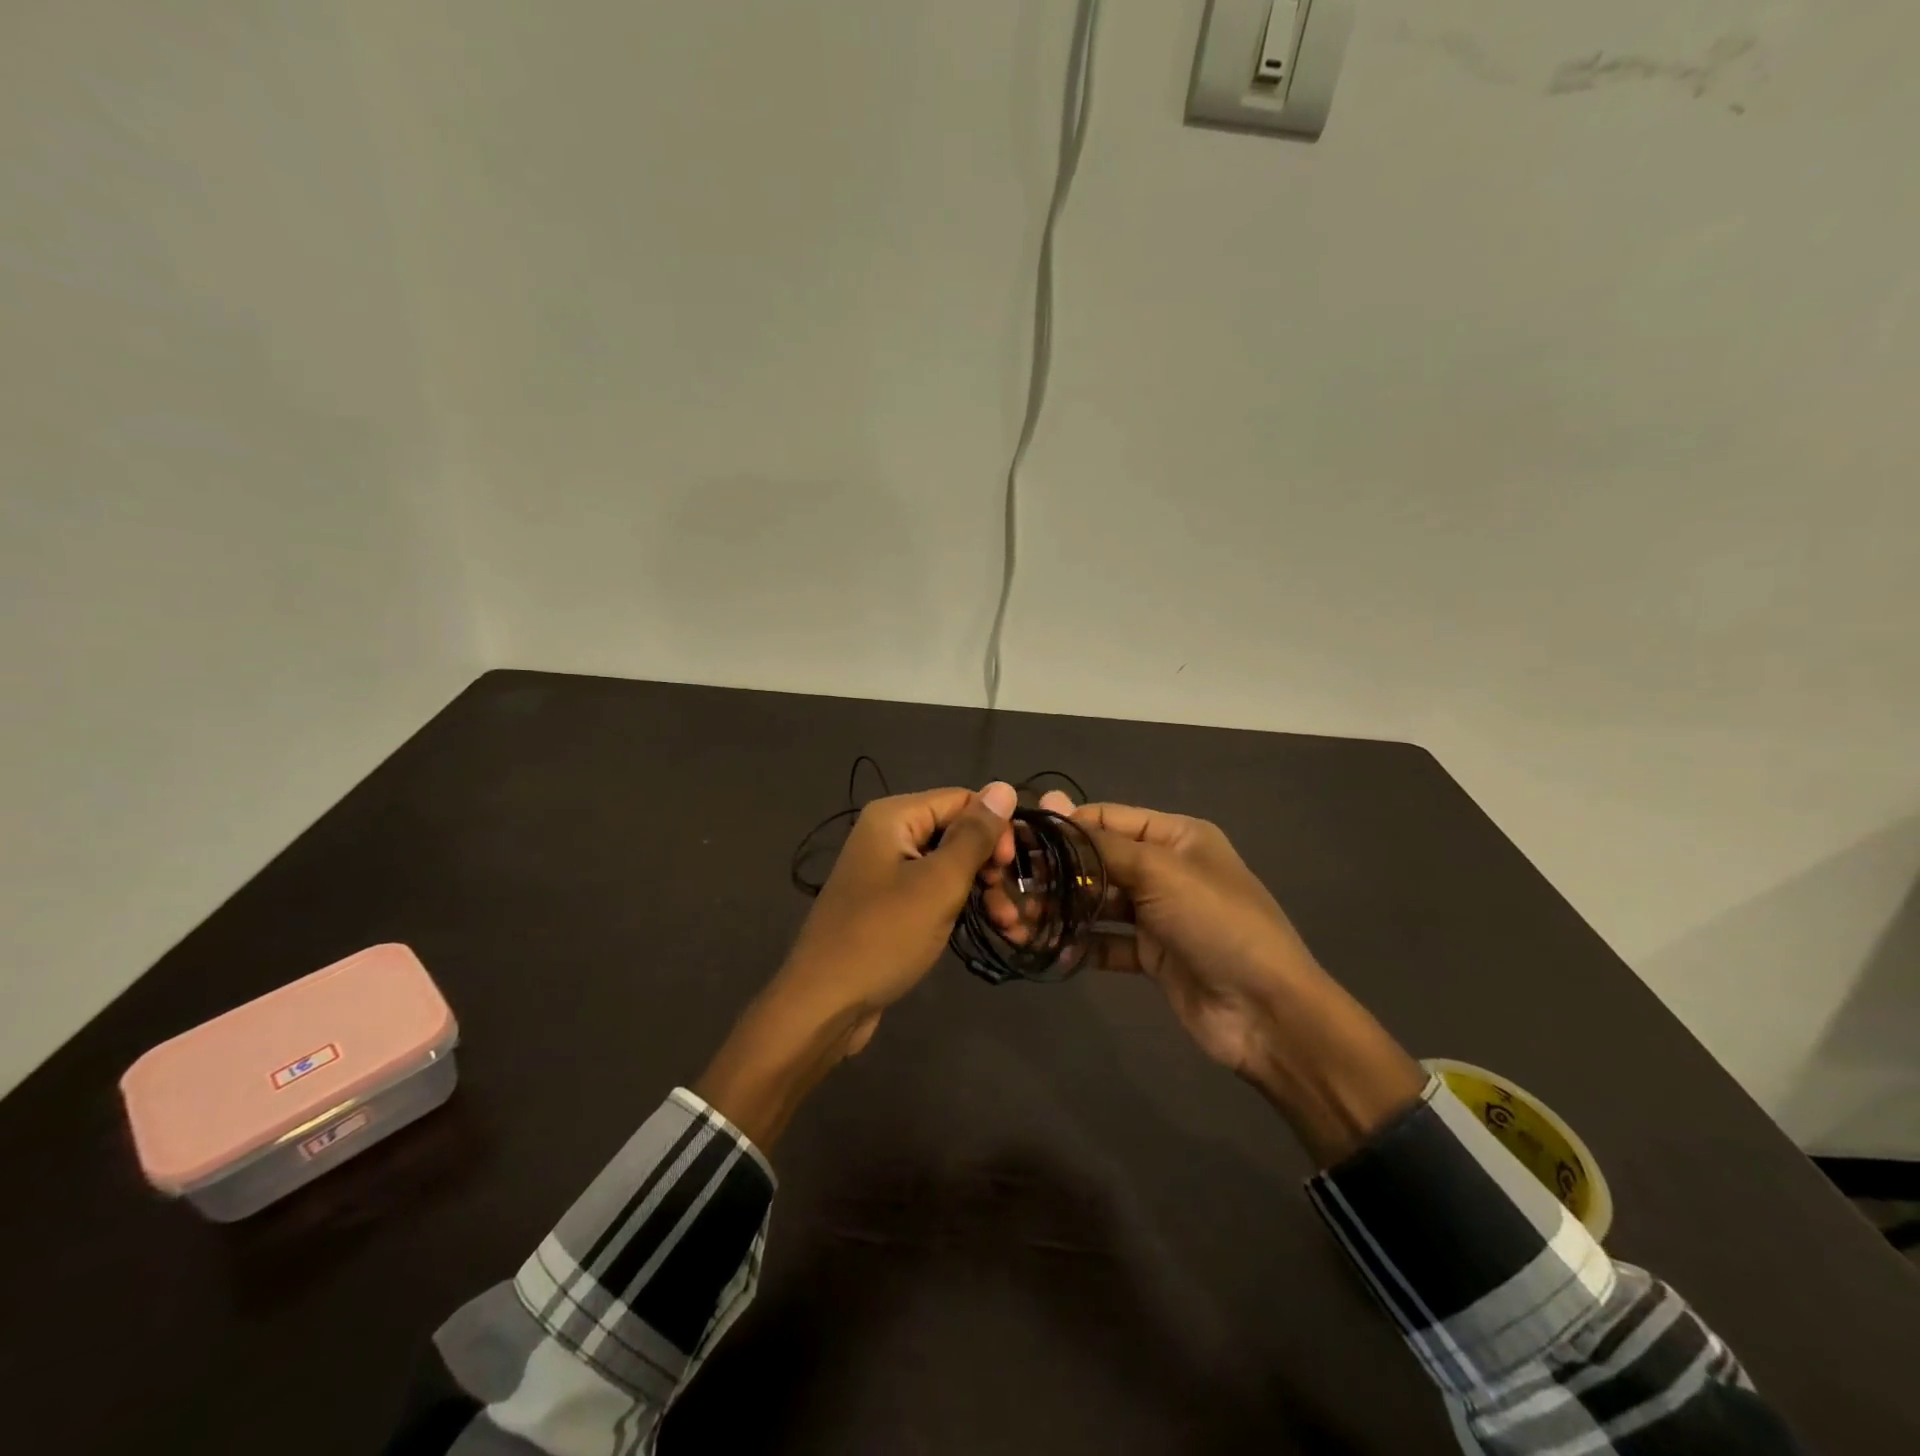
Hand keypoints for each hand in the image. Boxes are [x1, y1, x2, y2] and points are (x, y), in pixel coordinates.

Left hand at [695, 782, 1016, 1150]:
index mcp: (894, 816)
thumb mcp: (939, 883)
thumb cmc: (884, 936)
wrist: (825, 1004)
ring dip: (984, 890)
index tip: (1013, 870)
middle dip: (992, 865)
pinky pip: (934, 891)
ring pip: (950, 865)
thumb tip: (1004, 786)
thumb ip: (974, 835)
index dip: (995, 828)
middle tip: (1014, 903)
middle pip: (956, 832)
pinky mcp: (889, 904)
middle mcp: (887, 834)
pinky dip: (962, 906)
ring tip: (1011, 925)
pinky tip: (992, 928)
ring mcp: (886, 870)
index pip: (962, 800)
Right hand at [995, 794, 1423, 1165]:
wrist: (1269, 1013)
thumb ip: (1101, 844)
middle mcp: (1166, 869)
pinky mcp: (1154, 955)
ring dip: (1064, 910)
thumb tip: (1052, 804)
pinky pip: (1108, 942)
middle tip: (1011, 887)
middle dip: (1058, 873)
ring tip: (1023, 921)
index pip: (1107, 819)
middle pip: (1099, 861)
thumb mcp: (1160, 872)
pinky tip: (1055, 950)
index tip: (1017, 838)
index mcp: (1177, 836)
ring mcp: (1160, 914)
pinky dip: (1082, 944)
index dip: (1064, 826)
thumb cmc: (1216, 923)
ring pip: (1099, 903)